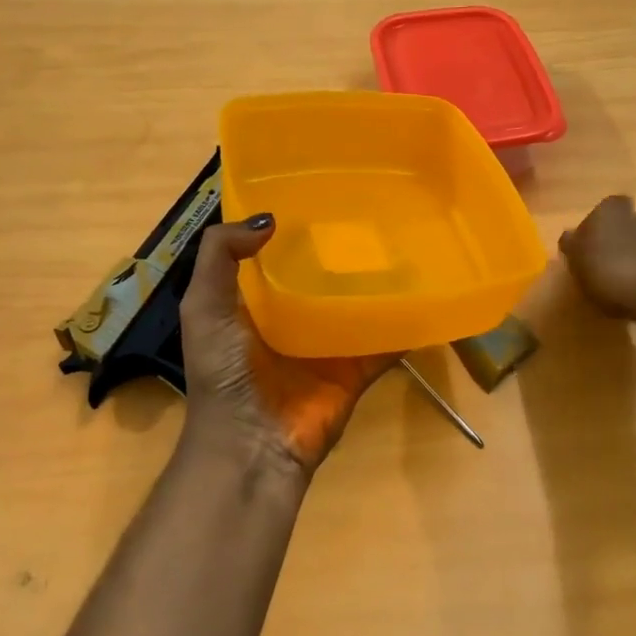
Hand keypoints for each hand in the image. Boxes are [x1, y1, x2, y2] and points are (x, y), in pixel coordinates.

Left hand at [179, 215, 394, 481]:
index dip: (294, 225)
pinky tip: (432, 293)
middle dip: (346, 248)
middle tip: (380, 207)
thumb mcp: (204, 307)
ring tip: (412, 240)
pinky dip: (408, 323)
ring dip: (381, 281)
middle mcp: (295, 317)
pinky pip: (387, 341)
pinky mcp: (358, 368)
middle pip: (325, 275)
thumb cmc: (224, 373)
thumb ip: (219, 256)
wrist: (252, 446)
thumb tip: (269, 219)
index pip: (278, 254)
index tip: (323, 189)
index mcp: (257, 301)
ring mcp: (330, 344)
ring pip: (360, 304)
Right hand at [558, 195, 635, 339]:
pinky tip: (627, 295)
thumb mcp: (576, 256)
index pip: (602, 208)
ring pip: (633, 247)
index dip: (594, 224)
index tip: (586, 242)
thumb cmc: (608, 268)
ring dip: (624, 261)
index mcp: (609, 210)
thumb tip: (569, 236)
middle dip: (609, 242)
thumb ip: (570, 244)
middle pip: (619, 227)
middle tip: (594, 264)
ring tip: (609, 285)